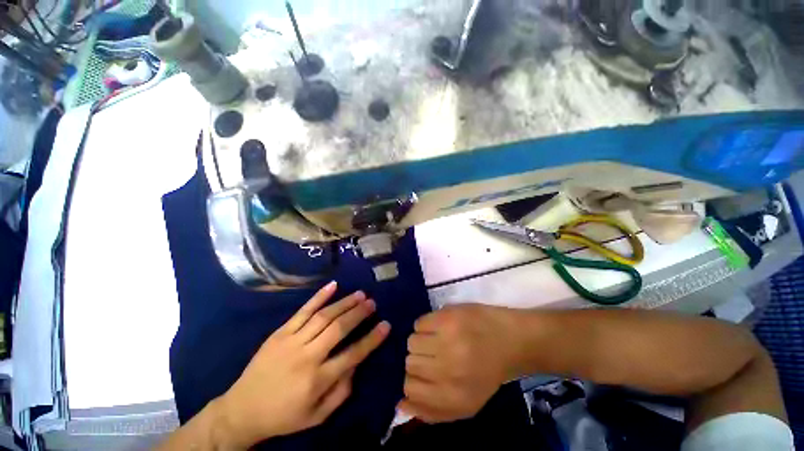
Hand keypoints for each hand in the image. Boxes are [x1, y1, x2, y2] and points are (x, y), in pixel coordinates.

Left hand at [215, 282, 389, 447]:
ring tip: (360, 294)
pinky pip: (302, 311)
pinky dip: (319, 296)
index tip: (386, 325)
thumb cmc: (283, 416)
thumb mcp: (317, 416)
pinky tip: (333, 285)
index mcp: (317, 380)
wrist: (241, 410)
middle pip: (338, 329)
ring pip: (324, 316)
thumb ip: (341, 392)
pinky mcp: (280, 332)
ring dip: (344, 303)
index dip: (372, 339)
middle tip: (372, 302)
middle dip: (359, 313)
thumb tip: (356, 364)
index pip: (352, 355)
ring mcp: (291, 341)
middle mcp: (306, 357)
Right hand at [399, 304, 521, 422]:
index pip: (410, 388)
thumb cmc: (487, 372)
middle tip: (433, 353)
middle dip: (418, 359)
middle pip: (409, 363)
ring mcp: (447, 341)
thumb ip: (432, 411)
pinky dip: (425, 325)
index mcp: (453, 397)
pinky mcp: (447, 318)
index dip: (412, 379)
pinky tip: (439, 326)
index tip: (421, 372)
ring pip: (411, 342)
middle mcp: (448, 370)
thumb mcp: (466, 403)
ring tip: (436, 339)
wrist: (510, 339)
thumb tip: (400, 404)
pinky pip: (419, 323)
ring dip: (421, 341)